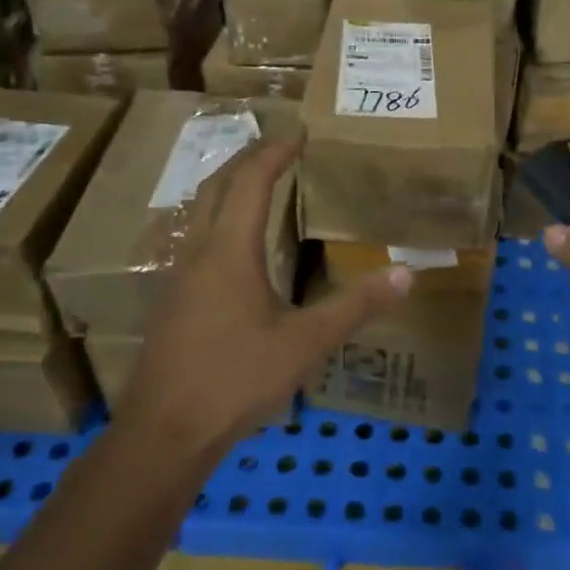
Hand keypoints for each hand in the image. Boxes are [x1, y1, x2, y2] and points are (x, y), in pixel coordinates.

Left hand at [111, 138, 410, 459]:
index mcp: (229, 250)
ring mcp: (177, 274)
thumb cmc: (234, 380)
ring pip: (199, 209)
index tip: (301, 134)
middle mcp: (198, 250)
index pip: (250, 180)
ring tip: (260, 182)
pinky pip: (194, 235)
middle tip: (282, 149)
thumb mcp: (304, 344)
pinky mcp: (170, 298)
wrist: (162, 434)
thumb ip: (355, 306)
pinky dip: (217, 215)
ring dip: (229, 185)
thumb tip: (407, 272)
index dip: (275, 152)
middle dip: (248, 158)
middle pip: (217, 184)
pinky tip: (235, 243)